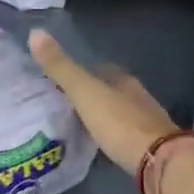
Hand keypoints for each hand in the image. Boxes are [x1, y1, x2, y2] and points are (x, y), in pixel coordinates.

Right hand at [28, 29, 176, 173]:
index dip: (81, 73)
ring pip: (119, 112)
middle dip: (92, 95)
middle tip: (65, 104)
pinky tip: (100, 144)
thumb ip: (61, 68)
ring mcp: (146, 121)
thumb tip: (35, 33)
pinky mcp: (149, 146)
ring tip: (79, 125)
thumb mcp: (85, 93)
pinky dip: (112, 135)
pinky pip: (125, 134)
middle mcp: (138, 96)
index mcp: (122, 79)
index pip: (100, 69)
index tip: (60, 81)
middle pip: (111, 90)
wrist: (158, 161)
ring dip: (102, 116)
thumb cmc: (119, 123)